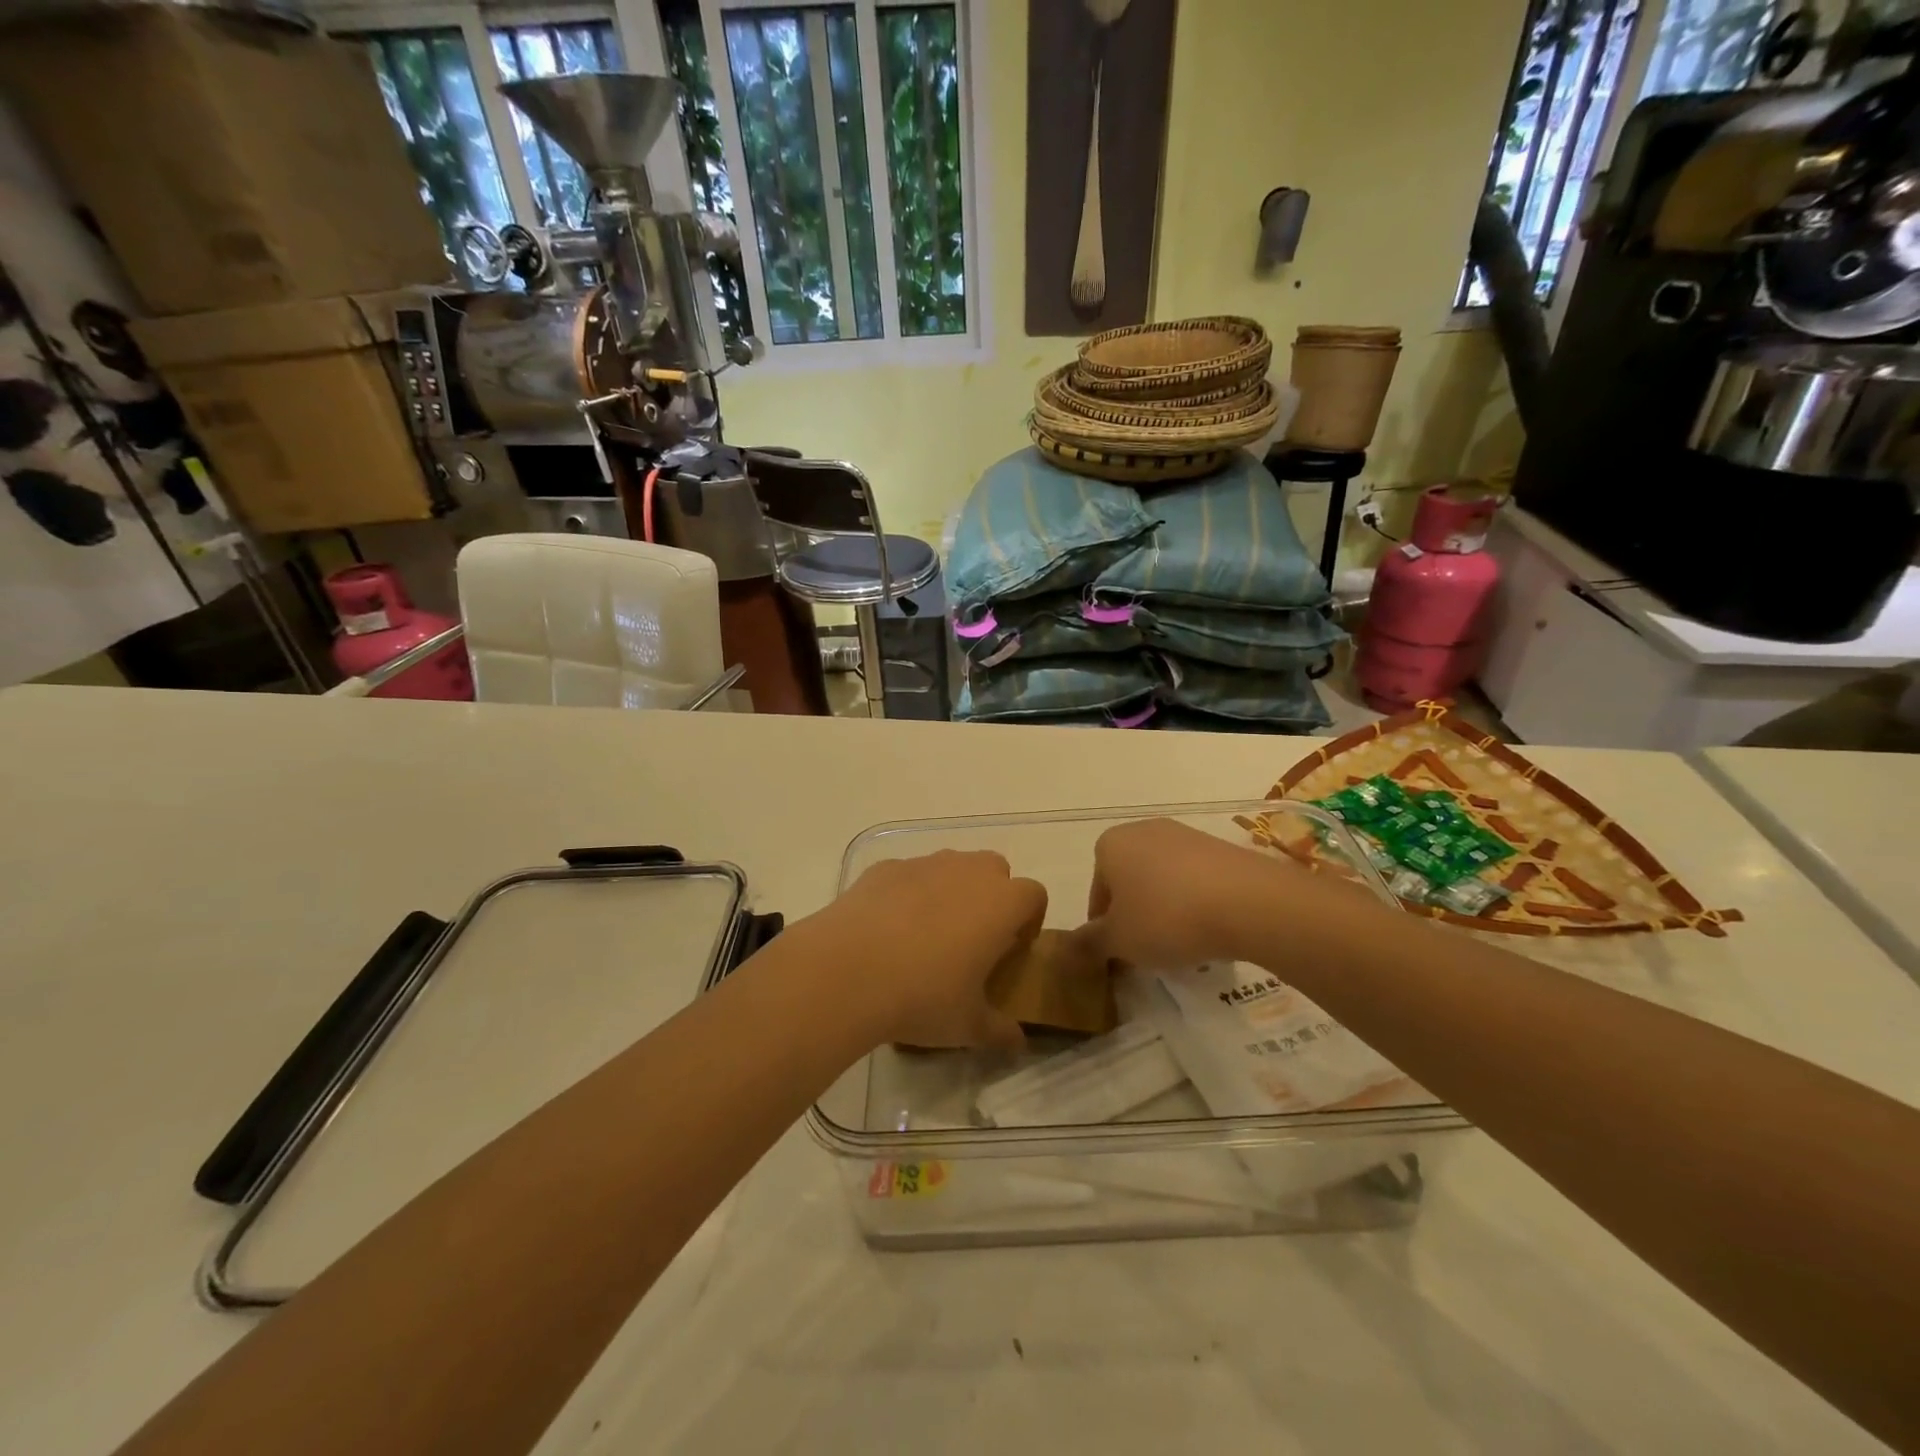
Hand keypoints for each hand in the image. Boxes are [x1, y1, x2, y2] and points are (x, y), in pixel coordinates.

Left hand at [804, 850, 1046, 1049]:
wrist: (846, 971)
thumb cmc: (923, 996)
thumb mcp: (968, 1026)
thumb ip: (1000, 1031)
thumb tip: (1018, 1043)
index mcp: (1001, 903)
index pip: (1034, 895)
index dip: (1029, 920)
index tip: (1012, 950)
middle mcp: (968, 872)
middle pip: (995, 869)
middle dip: (992, 897)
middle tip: (973, 939)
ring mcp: (924, 864)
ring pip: (951, 867)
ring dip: (951, 891)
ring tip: (927, 935)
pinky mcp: (885, 868)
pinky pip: (908, 875)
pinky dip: (908, 894)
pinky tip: (887, 930)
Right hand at [1070, 818, 1288, 969]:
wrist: (1247, 901)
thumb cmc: (1166, 917)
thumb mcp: (1119, 941)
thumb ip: (1089, 944)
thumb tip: (1069, 949)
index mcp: (1110, 844)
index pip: (1097, 892)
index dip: (1104, 927)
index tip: (1119, 953)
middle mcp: (1143, 830)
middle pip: (1129, 881)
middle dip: (1135, 914)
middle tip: (1147, 949)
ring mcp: (1185, 835)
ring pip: (1163, 879)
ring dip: (1165, 908)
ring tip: (1181, 943)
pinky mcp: (1220, 847)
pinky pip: (1195, 879)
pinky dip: (1195, 902)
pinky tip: (1208, 928)